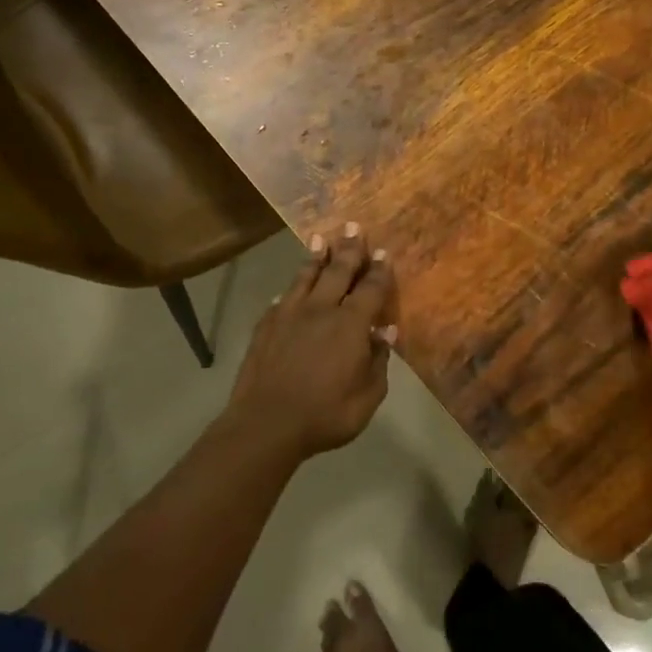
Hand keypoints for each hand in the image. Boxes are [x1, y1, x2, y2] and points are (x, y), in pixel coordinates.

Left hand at [226, 222, 397, 459]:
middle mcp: (321, 310)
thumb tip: (385, 332)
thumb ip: (378, 361)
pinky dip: (289, 290)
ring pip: (306, 277)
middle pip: (338, 271)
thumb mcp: (368, 396)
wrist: (266, 424)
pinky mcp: (265, 326)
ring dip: (316, 257)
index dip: (379, 270)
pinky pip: (281, 299)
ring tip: (321, 239)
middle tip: (354, 226)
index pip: (371, 288)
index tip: (384, 252)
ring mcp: (289, 315)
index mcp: (350, 324)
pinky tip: (288, 289)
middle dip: (349, 249)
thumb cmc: (326, 414)